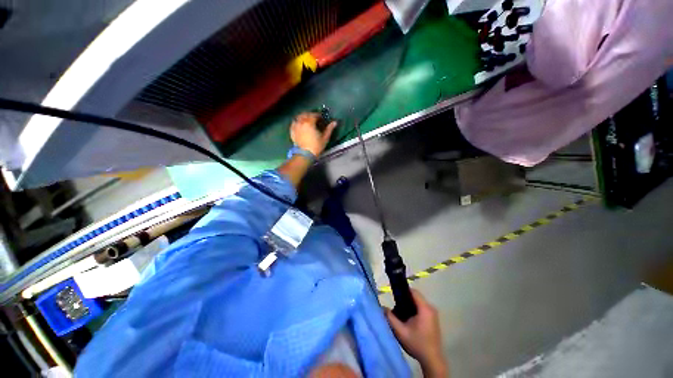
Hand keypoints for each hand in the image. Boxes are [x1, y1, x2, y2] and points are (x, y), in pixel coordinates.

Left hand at [290, 112, 336, 156]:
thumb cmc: (316, 146)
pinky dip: (297, 121)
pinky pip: (294, 123)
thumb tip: (335, 122)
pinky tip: (300, 124)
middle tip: (315, 119)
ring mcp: (295, 126)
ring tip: (307, 120)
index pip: (314, 115)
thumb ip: (329, 129)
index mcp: (310, 123)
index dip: (319, 116)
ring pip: (299, 117)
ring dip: (304, 117)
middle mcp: (301, 122)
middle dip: (311, 115)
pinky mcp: (292, 131)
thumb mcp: (325, 138)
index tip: (322, 118)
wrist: (305, 154)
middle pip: (306, 114)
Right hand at [385, 290, 447, 377]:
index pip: (413, 292)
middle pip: (416, 296)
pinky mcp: (433, 318)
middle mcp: (431, 308)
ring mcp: (433, 313)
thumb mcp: (400, 331)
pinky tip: (408, 318)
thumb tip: (382, 307)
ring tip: (401, 312)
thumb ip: (390, 318)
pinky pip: (422, 308)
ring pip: (419, 302)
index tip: (394, 293)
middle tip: (396, 306)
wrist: (432, 359)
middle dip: (405, 299)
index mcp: (425, 309)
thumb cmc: (417, 344)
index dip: (403, 290)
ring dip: (409, 304)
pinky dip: (414, 309)